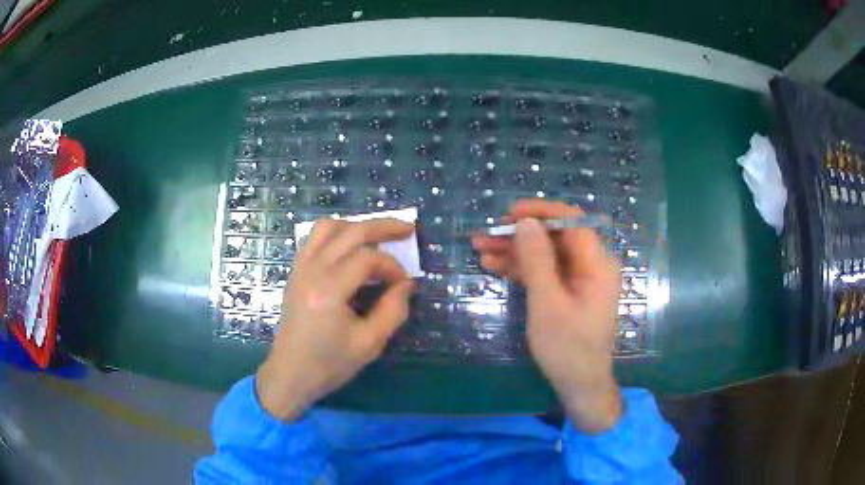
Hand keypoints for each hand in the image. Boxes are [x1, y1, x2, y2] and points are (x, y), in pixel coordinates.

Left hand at [256, 218, 414, 419]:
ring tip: (376, 237)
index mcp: (329, 290)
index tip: (404, 285)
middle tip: (407, 229)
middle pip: (350, 232)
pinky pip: (314, 239)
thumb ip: (393, 310)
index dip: (392, 266)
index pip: (368, 258)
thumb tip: (406, 284)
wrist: (290, 374)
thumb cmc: (329, 364)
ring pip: (328, 227)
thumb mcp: (369, 344)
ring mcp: (300, 268)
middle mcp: (312, 270)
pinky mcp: (295, 272)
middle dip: (382, 227)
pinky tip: (349, 248)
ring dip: (356, 226)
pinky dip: (336, 234)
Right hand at [472, 200, 622, 432]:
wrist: (579, 384)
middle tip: (485, 235)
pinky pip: (546, 272)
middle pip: (555, 238)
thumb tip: (525, 222)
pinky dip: (522, 269)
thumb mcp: (547, 303)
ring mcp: (580, 280)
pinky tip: (495, 267)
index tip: (509, 214)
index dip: (540, 212)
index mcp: (596, 264)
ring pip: (546, 254)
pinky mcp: (569, 292)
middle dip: (520, 235)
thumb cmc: (567, 347)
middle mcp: (591, 266)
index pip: (571, 221)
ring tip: (481, 250)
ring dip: (516, 251)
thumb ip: (537, 260)